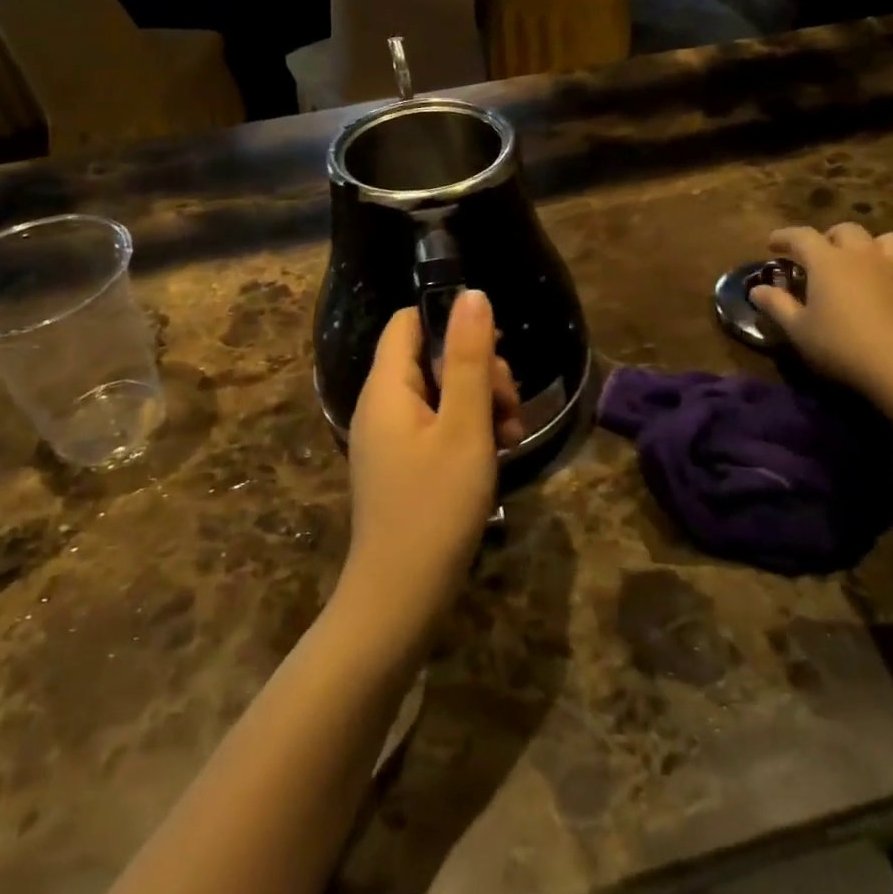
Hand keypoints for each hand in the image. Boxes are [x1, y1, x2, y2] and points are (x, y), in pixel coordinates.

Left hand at [340, 291, 521, 652]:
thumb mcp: (463, 426)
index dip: (451, 323)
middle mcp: (381, 406)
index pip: (409, 323)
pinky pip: (435, 427)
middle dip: (476, 370)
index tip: (493, 349)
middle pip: (428, 358)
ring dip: (479, 403)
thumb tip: (472, 295)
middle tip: (509, 404)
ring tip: (511, 435)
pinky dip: (467, 431)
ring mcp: (389, 439)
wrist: (400, 598)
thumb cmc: (435, 506)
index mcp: (386, 387)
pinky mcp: (401, 466)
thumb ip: (467, 358)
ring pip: (438, 394)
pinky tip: (496, 454)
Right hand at [751, 224, 892, 400]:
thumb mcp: (798, 329)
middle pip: (846, 230)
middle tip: (816, 256)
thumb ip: (777, 305)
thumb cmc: (841, 345)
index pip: (802, 236)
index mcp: (828, 261)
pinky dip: (890, 271)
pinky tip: (883, 288)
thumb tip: (757, 290)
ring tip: (857, 263)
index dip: (784, 236)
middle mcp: (862, 256)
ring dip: (868, 245)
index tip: (771, 245)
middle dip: (827, 237)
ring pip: (885, 239)